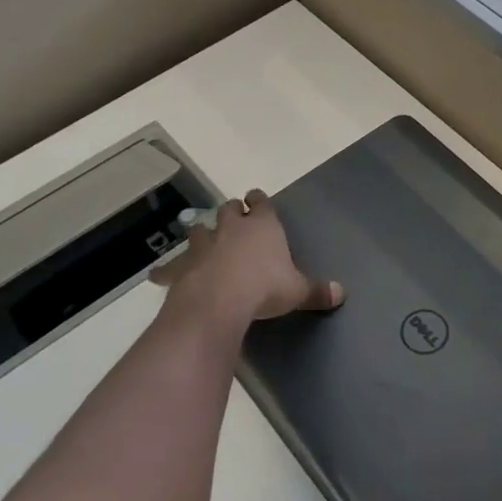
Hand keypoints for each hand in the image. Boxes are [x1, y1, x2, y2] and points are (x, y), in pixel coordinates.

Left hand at [151, 189, 343, 327]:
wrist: (219, 301)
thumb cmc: (265, 288)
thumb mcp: (298, 291)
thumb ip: (317, 291)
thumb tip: (341, 293)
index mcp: (262, 226)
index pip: (260, 202)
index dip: (258, 200)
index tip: (256, 199)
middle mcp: (231, 228)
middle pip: (228, 209)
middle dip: (231, 212)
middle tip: (234, 220)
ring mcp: (203, 244)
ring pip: (199, 229)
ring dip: (203, 233)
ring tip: (205, 241)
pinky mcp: (183, 265)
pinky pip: (172, 265)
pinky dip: (168, 269)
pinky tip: (160, 275)